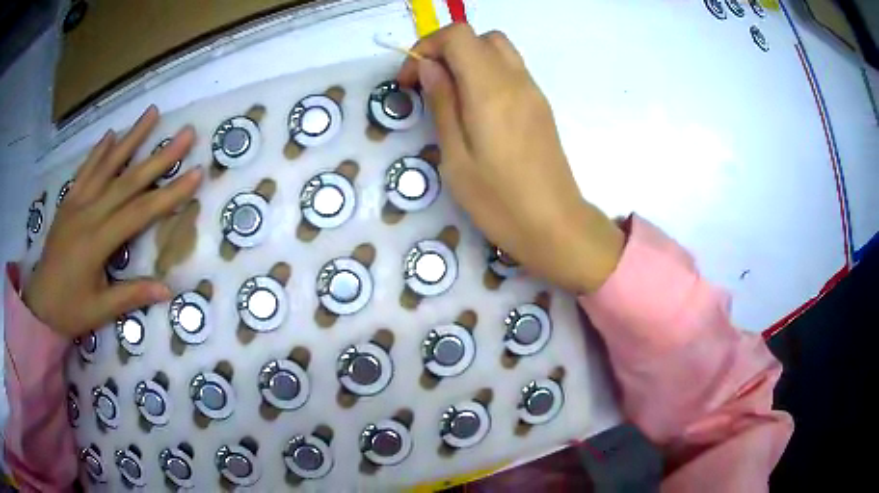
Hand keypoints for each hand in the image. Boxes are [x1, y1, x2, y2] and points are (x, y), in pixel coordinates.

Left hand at [24, 106, 202, 336]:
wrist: (39, 304)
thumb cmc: (70, 311)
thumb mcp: (101, 310)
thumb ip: (131, 296)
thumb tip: (168, 290)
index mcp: (97, 241)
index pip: (139, 212)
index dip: (170, 194)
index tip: (196, 173)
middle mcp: (88, 213)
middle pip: (128, 180)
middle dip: (159, 156)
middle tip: (186, 133)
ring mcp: (76, 203)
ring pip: (106, 165)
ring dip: (131, 138)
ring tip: (152, 113)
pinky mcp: (68, 201)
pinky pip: (84, 170)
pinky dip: (98, 150)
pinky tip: (111, 134)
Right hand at [398, 25, 624, 292]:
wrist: (555, 225)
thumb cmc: (499, 201)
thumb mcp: (456, 157)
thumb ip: (443, 103)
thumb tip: (429, 67)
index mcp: (491, 89)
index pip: (458, 35)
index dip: (427, 46)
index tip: (410, 79)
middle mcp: (516, 80)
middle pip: (480, 36)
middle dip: (447, 49)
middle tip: (429, 84)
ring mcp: (533, 92)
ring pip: (499, 50)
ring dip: (469, 59)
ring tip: (451, 95)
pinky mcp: (541, 106)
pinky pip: (512, 71)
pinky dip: (488, 73)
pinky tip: (477, 108)